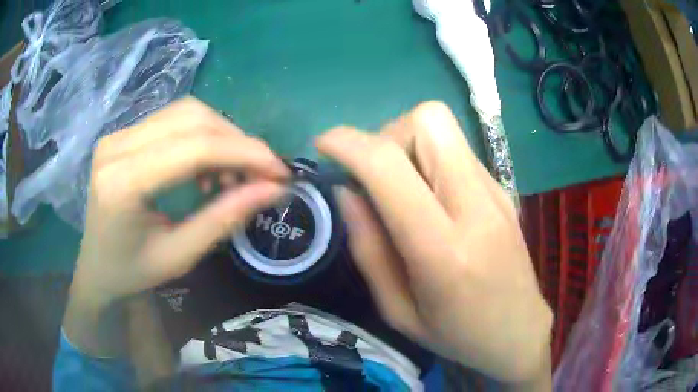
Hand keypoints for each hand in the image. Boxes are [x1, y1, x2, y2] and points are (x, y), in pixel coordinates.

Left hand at [65, 97, 288, 354]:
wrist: (95, 266)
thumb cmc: (132, 271)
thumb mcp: (180, 255)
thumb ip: (224, 218)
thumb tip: (273, 189)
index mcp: (122, 184)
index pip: (194, 148)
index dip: (245, 153)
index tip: (280, 172)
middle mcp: (117, 146)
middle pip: (192, 118)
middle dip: (238, 141)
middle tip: (262, 173)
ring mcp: (118, 135)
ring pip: (186, 112)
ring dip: (222, 136)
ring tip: (232, 174)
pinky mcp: (123, 133)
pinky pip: (174, 119)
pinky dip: (202, 136)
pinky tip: (206, 166)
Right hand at [317, 102, 551, 384]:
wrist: (520, 331)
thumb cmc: (457, 334)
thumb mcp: (397, 310)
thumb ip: (368, 248)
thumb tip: (346, 191)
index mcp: (443, 250)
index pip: (390, 166)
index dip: (347, 143)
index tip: (323, 145)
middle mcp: (476, 206)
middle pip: (428, 121)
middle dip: (386, 135)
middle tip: (375, 176)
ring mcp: (495, 192)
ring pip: (443, 126)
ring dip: (407, 143)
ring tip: (400, 186)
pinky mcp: (502, 188)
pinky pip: (456, 149)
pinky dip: (429, 157)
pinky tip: (429, 196)